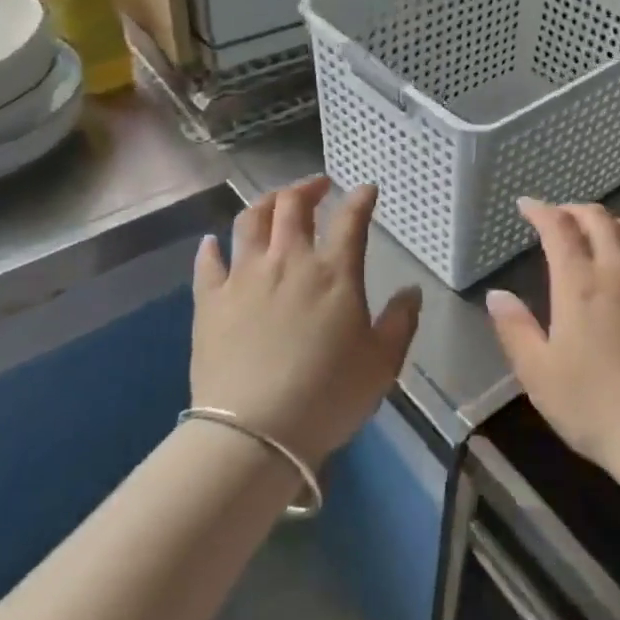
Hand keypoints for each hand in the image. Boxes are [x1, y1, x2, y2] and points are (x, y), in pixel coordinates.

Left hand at [191, 177, 421, 466]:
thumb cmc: (328, 395)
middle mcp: (288, 261)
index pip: (351, 219)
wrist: (255, 432)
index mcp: (334, 272)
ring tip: (274, 203)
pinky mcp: (210, 300)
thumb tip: (412, 291)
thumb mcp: (382, 363)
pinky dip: (212, 247)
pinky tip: (214, 243)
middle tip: (318, 187)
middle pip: (292, 205)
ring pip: (249, 221)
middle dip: (307, 187)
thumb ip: (400, 321)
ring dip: (265, 203)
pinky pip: (208, 262)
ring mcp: (244, 277)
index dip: (361, 198)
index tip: (367, 190)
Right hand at [485, 199, 619, 479]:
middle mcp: (619, 270)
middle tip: (558, 217)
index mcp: (581, 283)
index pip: (559, 228)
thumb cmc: (593, 405)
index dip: (541, 210)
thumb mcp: (538, 373)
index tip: (526, 205)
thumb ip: (515, 328)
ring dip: (608, 222)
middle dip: (574, 210)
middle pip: (599, 219)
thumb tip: (497, 294)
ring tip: (595, 233)